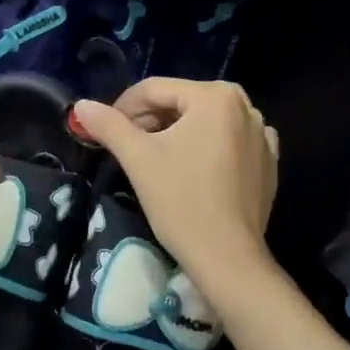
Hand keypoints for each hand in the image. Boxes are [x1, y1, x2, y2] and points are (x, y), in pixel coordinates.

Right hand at [70, 80, 278, 293]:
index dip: (123, 107)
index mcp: (215, 96)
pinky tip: (192, 170)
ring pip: (204, 122)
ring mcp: (261, 135)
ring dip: (176, 134)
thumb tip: (81, 106)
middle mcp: (245, 106)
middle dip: (150, 121)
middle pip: (181, 103)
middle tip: (127, 148)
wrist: (227, 258)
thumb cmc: (181, 201)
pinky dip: (206, 148)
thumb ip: (109, 125)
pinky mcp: (268, 162)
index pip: (155, 90)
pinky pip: (229, 142)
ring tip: (154, 160)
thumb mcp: (138, 158)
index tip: (104, 131)